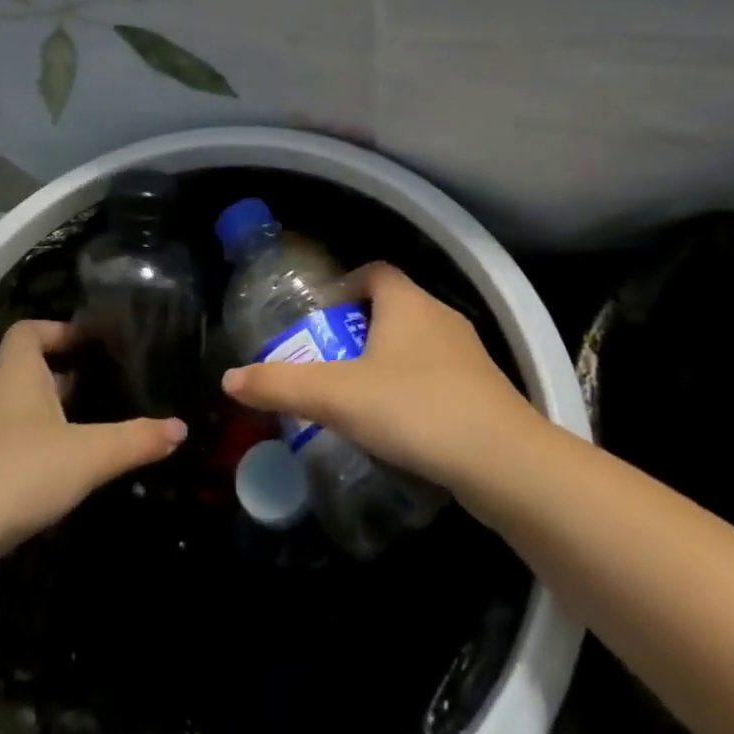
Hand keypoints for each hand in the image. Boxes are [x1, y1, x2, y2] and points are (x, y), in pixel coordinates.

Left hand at [0, 320, 185, 560]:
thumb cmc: (14, 474)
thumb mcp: (87, 455)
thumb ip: (136, 440)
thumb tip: (181, 427)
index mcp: (13, 373)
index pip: (28, 330)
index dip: (58, 329)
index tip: (91, 343)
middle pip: (23, 372)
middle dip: (61, 378)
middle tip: (104, 389)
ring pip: (13, 416)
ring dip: (46, 420)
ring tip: (89, 434)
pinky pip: (2, 454)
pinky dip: (29, 457)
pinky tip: (57, 482)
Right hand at [220, 262, 541, 491]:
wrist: (504, 462)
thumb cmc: (415, 409)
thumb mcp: (338, 397)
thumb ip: (282, 385)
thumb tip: (229, 380)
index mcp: (407, 301)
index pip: (373, 271)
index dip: (344, 286)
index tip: (321, 317)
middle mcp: (439, 316)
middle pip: (392, 308)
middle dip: (357, 331)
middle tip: (329, 363)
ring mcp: (467, 353)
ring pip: (415, 344)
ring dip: (385, 362)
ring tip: (357, 398)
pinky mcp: (483, 390)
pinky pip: (437, 376)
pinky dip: (412, 389)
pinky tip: (398, 427)